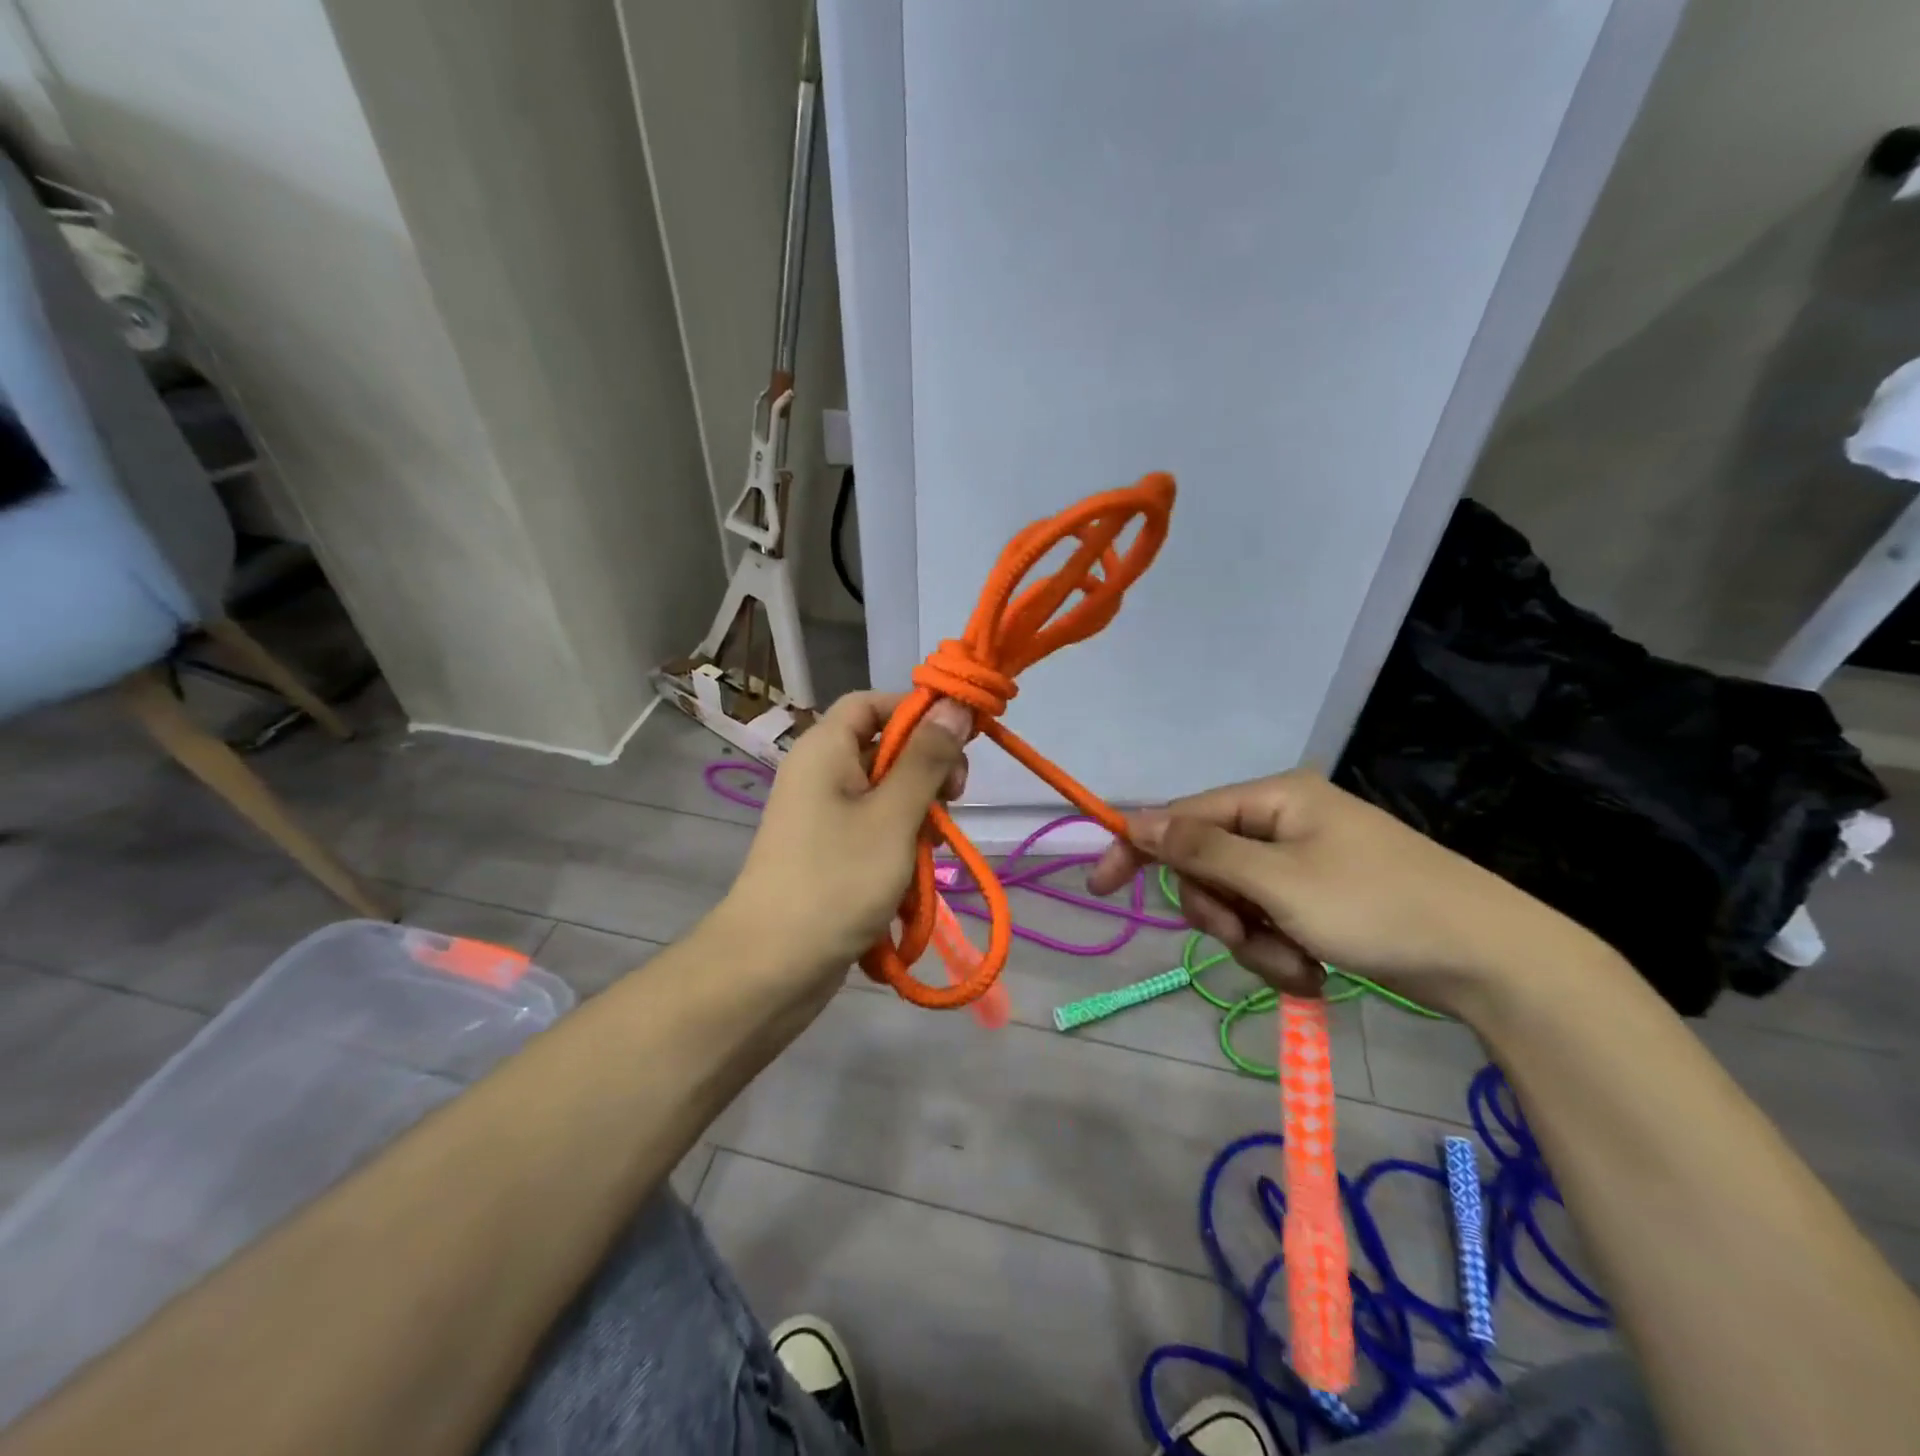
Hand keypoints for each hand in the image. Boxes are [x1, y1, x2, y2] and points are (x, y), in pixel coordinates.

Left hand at [718, 692, 972, 998]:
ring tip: (933, 852)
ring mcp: (822, 817)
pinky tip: (913, 881)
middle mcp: (820, 774)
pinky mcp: (828, 854)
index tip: (960, 739)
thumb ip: (927, 759)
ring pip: (886, 796)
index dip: (917, 711)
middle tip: (955, 801)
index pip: (873, 703)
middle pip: (884, 749)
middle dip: (926, 772)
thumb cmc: (836, 881)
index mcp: (825, 749)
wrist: (770, 968)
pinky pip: (874, 832)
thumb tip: (954, 705)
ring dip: (918, 817)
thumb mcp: (893, 816)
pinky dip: (899, 848)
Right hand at [1088, 770, 1577, 1010]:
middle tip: (1247, 937)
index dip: (1138, 847)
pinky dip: (1282, 953)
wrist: (1490, 959)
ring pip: (1238, 903)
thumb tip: (1136, 820)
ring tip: (1298, 966)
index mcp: (1273, 800)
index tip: (1099, 886)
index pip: (1182, 816)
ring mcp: (1304, 863)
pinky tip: (1316, 972)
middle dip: (1220, 912)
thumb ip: (1201, 850)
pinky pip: (1271, 924)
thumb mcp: (1278, 881)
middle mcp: (1284, 823)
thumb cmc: (1377, 907)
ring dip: (1254, 943)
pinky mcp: (1322, 900)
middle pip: (1208, 866)